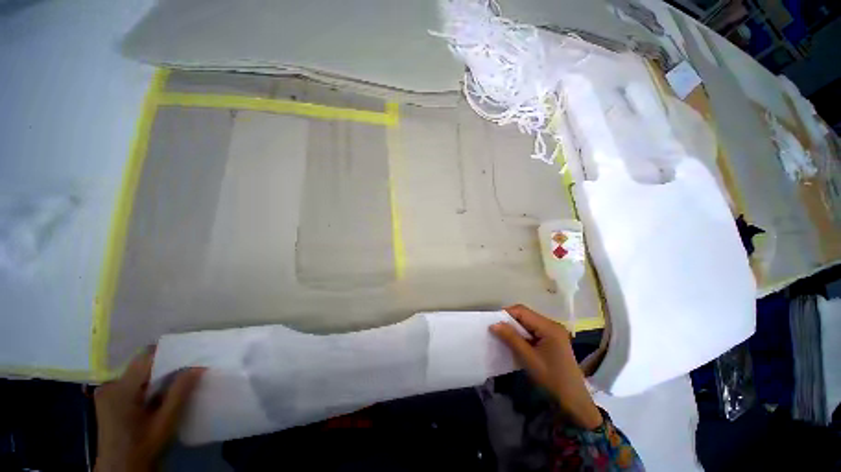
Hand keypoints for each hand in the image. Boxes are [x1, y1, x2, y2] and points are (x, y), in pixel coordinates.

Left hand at [94, 347, 204, 471]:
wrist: (121, 469)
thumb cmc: (143, 447)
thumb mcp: (165, 422)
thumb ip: (179, 392)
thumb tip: (198, 366)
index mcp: (120, 389)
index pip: (147, 358)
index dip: (169, 354)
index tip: (190, 356)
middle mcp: (109, 385)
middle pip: (141, 365)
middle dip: (164, 367)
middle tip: (186, 370)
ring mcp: (106, 392)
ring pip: (137, 373)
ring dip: (155, 377)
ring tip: (175, 382)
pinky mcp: (107, 399)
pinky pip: (131, 382)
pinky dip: (147, 385)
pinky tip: (157, 395)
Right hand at [490, 305, 602, 429]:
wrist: (573, 401)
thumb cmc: (551, 379)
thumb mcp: (528, 358)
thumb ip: (511, 338)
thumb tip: (493, 324)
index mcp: (549, 327)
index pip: (522, 311)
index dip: (506, 314)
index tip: (492, 323)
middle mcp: (552, 324)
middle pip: (525, 315)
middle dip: (509, 321)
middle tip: (496, 330)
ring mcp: (553, 332)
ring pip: (528, 322)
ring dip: (515, 328)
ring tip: (503, 336)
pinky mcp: (552, 339)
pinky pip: (533, 330)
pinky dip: (522, 334)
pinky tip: (516, 342)